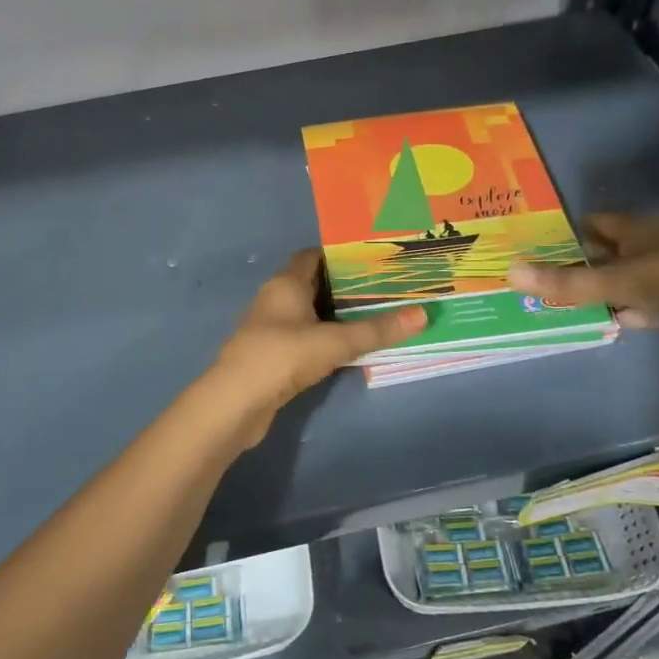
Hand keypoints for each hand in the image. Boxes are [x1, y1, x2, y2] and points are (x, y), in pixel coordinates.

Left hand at [206, 250, 425, 442]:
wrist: (236, 403)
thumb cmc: (282, 356)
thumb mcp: (335, 342)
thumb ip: (376, 330)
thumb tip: (422, 315)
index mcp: (285, 283)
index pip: (312, 256)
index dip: (340, 255)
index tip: (373, 260)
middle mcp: (274, 299)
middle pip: (311, 284)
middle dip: (343, 286)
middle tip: (383, 289)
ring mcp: (269, 329)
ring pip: (307, 313)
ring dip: (333, 315)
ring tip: (372, 317)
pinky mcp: (270, 356)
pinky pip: (302, 338)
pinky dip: (323, 339)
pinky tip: (346, 349)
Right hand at [508, 214, 658, 359]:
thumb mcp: (617, 282)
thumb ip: (566, 282)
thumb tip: (509, 271)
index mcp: (640, 230)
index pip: (596, 223)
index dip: (569, 232)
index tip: (541, 247)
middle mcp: (656, 245)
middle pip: (612, 250)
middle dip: (584, 262)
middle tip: (550, 278)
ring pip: (631, 277)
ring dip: (607, 288)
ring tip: (574, 303)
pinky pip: (650, 302)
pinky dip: (632, 309)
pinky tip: (616, 321)